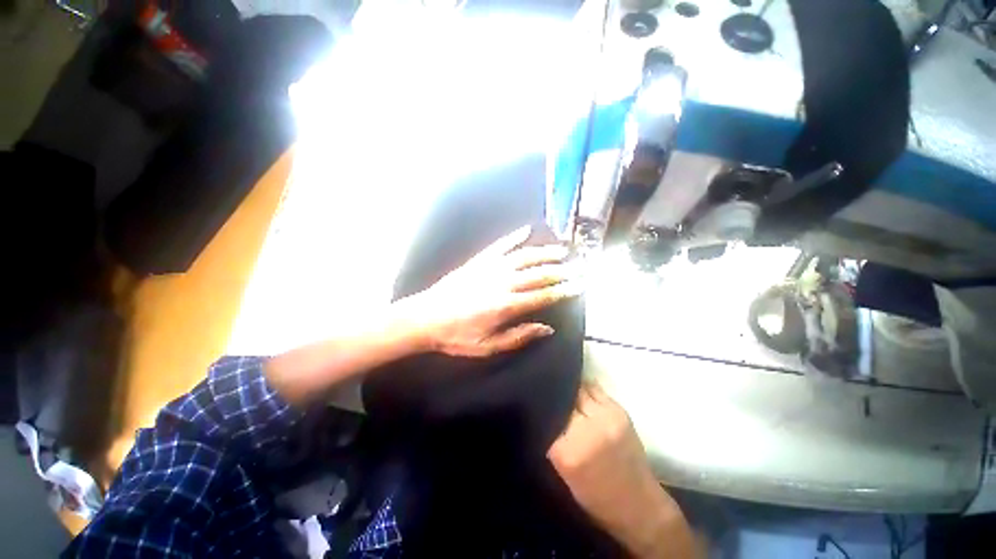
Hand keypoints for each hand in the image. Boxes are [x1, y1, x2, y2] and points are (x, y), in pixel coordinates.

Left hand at [398, 225, 580, 357]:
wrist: (426, 317)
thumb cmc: (457, 336)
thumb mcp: (488, 346)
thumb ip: (519, 336)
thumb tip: (547, 328)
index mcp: (506, 305)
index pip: (542, 296)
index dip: (563, 291)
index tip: (579, 286)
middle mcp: (502, 282)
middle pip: (537, 274)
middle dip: (560, 270)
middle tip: (578, 266)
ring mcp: (490, 267)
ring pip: (523, 256)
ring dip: (544, 252)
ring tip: (561, 249)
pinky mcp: (479, 260)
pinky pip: (500, 245)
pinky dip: (514, 237)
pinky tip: (526, 230)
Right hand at [548, 382, 697, 558]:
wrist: (638, 505)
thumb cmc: (594, 495)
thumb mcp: (563, 471)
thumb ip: (553, 438)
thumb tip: (547, 408)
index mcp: (566, 451)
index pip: (548, 414)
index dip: (544, 405)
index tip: (540, 400)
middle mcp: (586, 430)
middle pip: (564, 398)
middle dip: (558, 396)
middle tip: (553, 394)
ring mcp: (605, 418)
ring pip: (581, 390)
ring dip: (573, 389)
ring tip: (566, 387)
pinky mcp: (620, 412)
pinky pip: (597, 390)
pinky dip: (587, 389)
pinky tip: (582, 390)